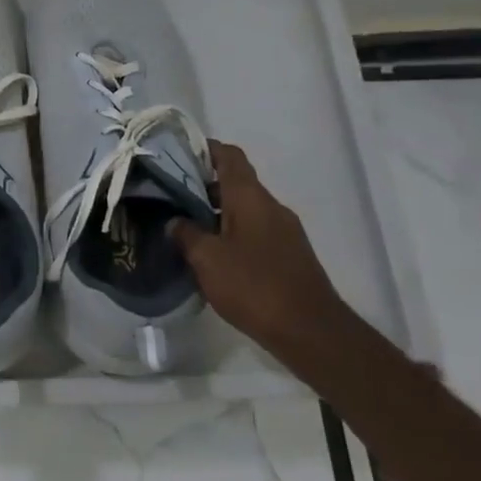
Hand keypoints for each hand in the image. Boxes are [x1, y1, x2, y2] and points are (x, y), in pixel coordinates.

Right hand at [168, 140, 347, 351]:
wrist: (311, 332)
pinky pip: (253, 231)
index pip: (229, 156)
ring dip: (215, 212)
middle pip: (235, 182)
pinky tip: (211, 253)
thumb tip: (175, 221)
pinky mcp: (288, 255)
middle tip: (169, 194)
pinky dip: (230, 233)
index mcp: (251, 197)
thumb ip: (186, 233)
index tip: (176, 153)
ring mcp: (284, 231)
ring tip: (184, 225)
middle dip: (202, 185)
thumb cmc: (254, 286)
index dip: (204, 149)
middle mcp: (270, 207)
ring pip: (244, 209)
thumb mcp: (207, 258)